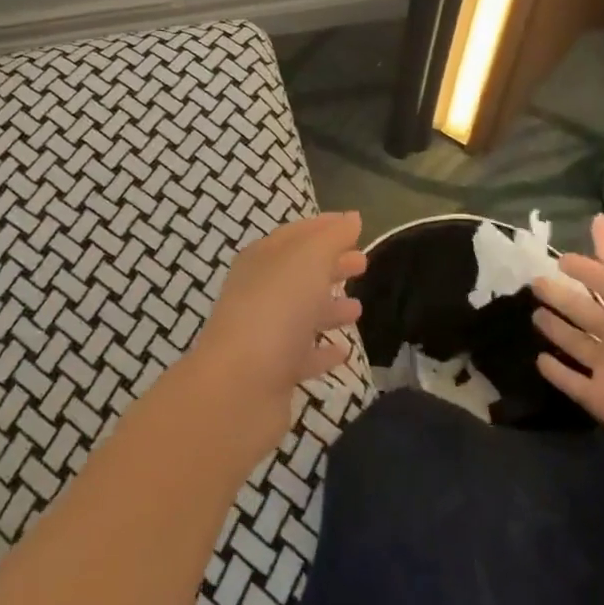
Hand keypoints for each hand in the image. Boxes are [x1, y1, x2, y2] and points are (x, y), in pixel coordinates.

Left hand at [181, 212, 366, 463]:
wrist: (240, 386)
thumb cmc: (275, 310)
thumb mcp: (307, 260)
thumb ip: (331, 238)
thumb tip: (352, 217)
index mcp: (261, 260)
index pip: (295, 235)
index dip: (324, 227)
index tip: (354, 226)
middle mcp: (259, 292)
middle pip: (299, 273)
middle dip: (330, 265)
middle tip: (363, 263)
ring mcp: (264, 333)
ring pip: (301, 314)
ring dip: (328, 308)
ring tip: (358, 308)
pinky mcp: (274, 373)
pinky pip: (302, 355)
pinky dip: (322, 351)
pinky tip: (343, 351)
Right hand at [531, 214, 603, 496]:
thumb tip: (598, 217)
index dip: (585, 268)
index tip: (558, 258)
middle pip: (586, 311)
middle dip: (562, 296)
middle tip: (533, 283)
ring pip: (577, 344)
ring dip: (557, 330)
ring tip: (533, 316)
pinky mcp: (602, 401)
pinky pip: (573, 382)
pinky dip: (557, 372)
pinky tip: (538, 360)